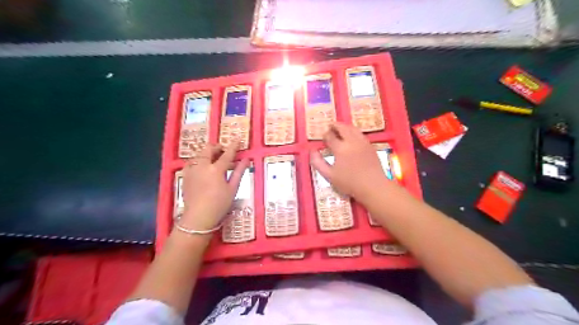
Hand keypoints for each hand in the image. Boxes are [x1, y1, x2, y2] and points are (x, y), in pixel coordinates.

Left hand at [181, 141, 247, 229]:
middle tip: (224, 150)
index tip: (238, 139)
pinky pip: (191, 162)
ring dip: (207, 153)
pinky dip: (198, 160)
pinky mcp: (185, 176)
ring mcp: (192, 170)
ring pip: (199, 154)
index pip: (227, 154)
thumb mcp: (233, 189)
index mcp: (216, 169)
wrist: (198, 218)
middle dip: (217, 146)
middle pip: (209, 149)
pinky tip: (202, 166)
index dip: (233, 146)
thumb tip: (246, 159)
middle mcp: (203, 166)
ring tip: (214, 159)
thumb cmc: (219, 204)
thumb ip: (239, 172)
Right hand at [310, 123, 385, 200]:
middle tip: (330, 127)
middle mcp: (352, 141)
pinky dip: (354, 132)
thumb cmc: (349, 183)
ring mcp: (363, 142)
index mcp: (340, 148)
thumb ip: (318, 163)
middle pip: (342, 128)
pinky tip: (352, 137)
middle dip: (335, 126)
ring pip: (353, 128)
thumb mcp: (329, 175)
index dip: (325, 135)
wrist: (373, 186)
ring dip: (345, 127)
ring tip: (340, 129)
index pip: (330, 136)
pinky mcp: (370, 146)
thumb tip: (312, 151)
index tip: (323, 137)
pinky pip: (360, 134)